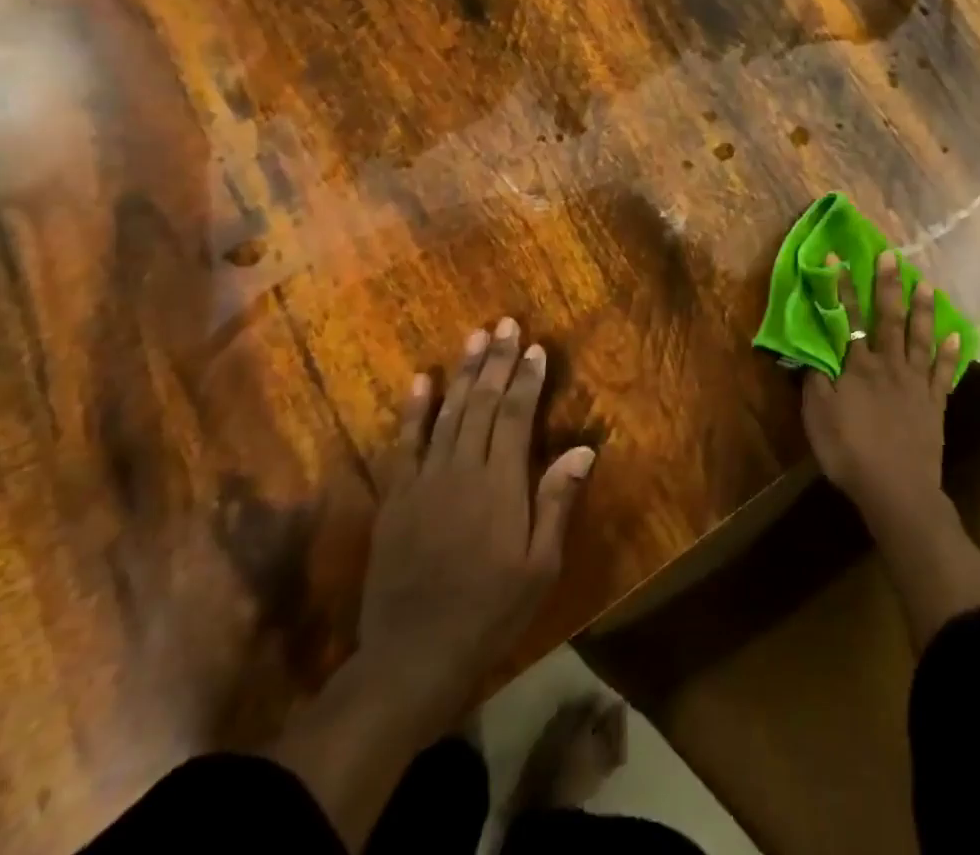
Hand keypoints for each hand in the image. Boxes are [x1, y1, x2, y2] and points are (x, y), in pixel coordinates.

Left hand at [358, 317, 596, 731]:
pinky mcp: (396, 498)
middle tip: (505, 324)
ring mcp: (424, 481)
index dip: (526, 379)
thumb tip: (583, 447)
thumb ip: (557, 501)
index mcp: (500, 484)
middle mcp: (462, 470)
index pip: (515, 416)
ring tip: (474, 337)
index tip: (535, 347)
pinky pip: (403, 444)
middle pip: (481, 403)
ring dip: (462, 373)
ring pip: (447, 414)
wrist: (412, 656)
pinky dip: (413, 410)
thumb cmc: (490, 611)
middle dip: (496, 361)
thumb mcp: (540, 565)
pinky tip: (421, 381)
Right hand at [802, 251, 960, 519]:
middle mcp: (889, 365)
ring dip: (923, 309)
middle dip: (888, 285)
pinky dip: (950, 352)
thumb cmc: (850, 453)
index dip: (842, 288)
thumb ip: (815, 381)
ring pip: (920, 337)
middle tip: (892, 256)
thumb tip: (811, 350)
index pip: (848, 319)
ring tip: (926, 283)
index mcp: (858, 367)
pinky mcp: (935, 403)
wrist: (896, 489)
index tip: (839, 259)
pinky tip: (956, 334)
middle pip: (889, 318)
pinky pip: (944, 372)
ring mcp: (916, 382)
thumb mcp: (818, 417)